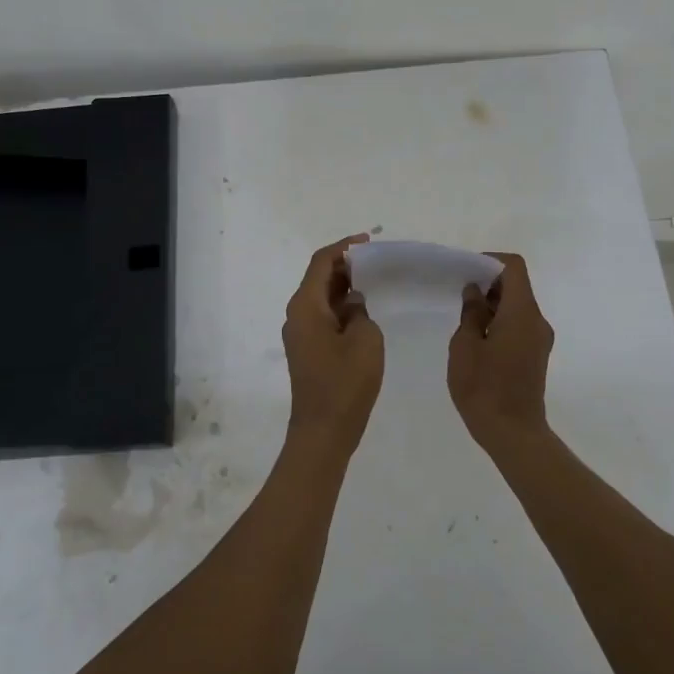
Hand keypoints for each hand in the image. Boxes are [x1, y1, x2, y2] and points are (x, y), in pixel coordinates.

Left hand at [282, 234, 383, 457]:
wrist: (323, 431)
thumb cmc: (345, 383)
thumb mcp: (365, 340)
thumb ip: (361, 312)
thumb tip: (354, 304)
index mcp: (305, 306)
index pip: (321, 262)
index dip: (344, 247)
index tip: (368, 242)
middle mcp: (297, 315)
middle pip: (318, 278)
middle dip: (345, 266)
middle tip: (376, 263)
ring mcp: (300, 334)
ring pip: (322, 299)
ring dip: (345, 288)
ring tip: (375, 283)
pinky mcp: (307, 350)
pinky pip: (323, 317)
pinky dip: (342, 308)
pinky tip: (365, 313)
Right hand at [447, 252, 554, 450]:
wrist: (513, 434)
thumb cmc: (484, 388)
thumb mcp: (465, 347)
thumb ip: (471, 314)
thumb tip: (476, 292)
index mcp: (522, 313)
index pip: (514, 268)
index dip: (490, 261)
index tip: (466, 270)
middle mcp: (537, 320)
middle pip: (517, 286)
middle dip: (489, 283)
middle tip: (459, 292)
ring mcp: (540, 339)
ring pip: (518, 306)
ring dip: (493, 304)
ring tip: (464, 317)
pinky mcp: (536, 355)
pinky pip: (519, 324)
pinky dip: (500, 320)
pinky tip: (477, 338)